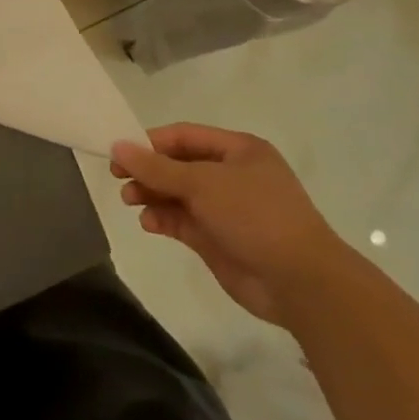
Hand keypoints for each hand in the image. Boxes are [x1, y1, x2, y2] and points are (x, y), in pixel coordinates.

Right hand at [112, 124, 350, 326]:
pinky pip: (184, 222)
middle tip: (118, 177)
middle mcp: (232, 176)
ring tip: (129, 201)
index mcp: (239, 150)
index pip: (185, 136)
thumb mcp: (202, 184)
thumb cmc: (255, 216)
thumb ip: (156, 167)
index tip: (120, 151)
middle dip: (149, 170)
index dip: (151, 142)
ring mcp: (227, 209)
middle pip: (179, 165)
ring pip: (179, 195)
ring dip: (153, 195)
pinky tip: (149, 224)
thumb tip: (117, 145)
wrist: (301, 283)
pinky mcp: (219, 240)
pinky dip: (164, 220)